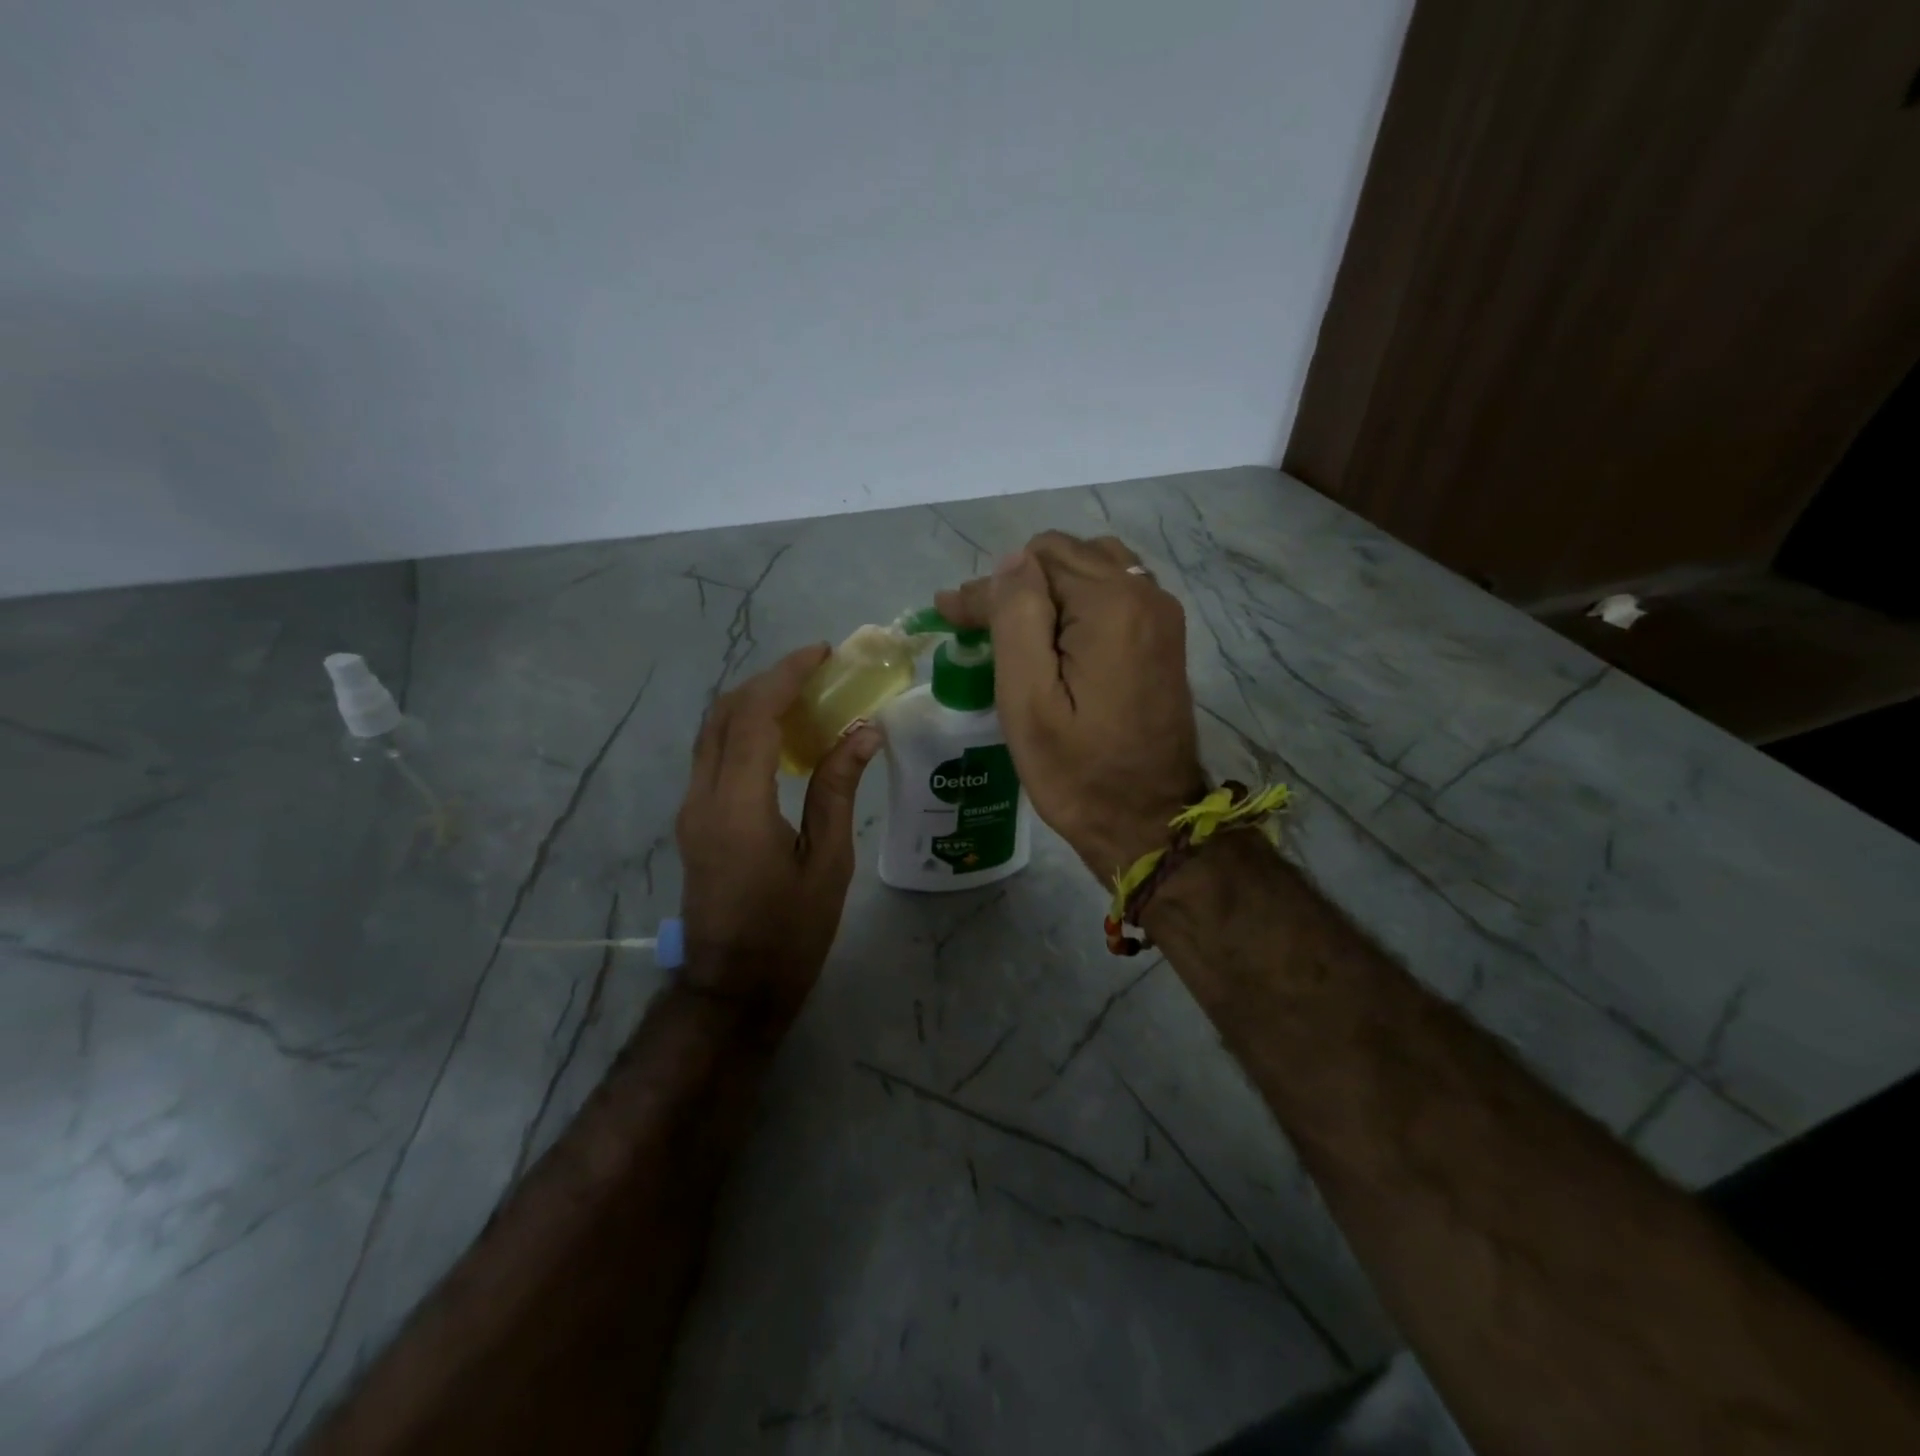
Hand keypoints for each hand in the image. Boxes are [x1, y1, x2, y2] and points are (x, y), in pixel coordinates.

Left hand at [676, 645, 882, 1020]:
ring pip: (713, 731)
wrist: (732, 989)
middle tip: (817, 672)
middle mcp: (702, 797)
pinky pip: (713, 756)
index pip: (754, 716)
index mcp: (738, 806)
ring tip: (803, 697)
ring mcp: (691, 809)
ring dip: (753, 703)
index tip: (822, 654)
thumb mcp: (827, 863)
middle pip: (725, 713)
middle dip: (769, 680)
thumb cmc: (789, 934)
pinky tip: (782, 739)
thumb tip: (863, 732)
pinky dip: (744, 730)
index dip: (786, 676)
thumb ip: (837, 790)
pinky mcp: (693, 821)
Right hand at [936, 532, 1205, 881]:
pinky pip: (1114, 595)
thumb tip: (1010, 560)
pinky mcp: (1164, 638)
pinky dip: (1077, 604)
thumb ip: (1016, 618)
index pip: (1035, 561)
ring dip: (1048, 590)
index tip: (952, 618)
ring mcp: (1162, 615)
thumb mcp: (1028, 700)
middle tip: (976, 627)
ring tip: (1013, 631)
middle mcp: (1145, 594)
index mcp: (1111, 605)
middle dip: (1017, 585)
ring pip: (1092, 569)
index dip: (988, 587)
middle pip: (1066, 556)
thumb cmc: (1077, 771)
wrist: (1148, 822)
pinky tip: (1054, 639)